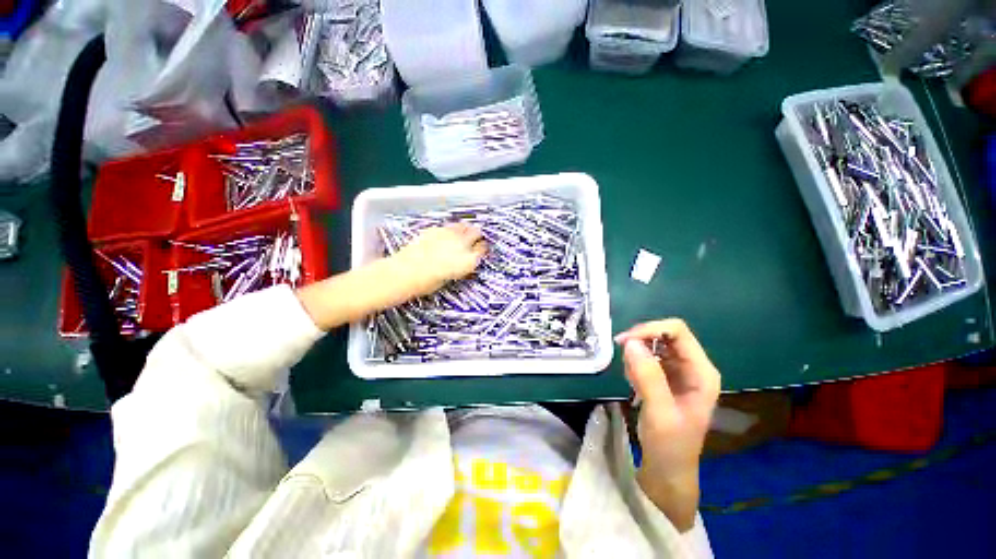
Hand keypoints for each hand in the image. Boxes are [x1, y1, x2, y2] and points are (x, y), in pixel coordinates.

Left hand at [392, 224, 487, 296]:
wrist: (406, 272)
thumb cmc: (428, 283)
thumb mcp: (451, 277)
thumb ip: (460, 265)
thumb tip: (462, 259)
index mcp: (468, 260)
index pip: (483, 248)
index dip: (482, 248)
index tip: (480, 249)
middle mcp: (462, 244)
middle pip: (476, 232)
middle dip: (476, 235)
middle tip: (473, 239)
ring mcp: (449, 234)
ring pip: (463, 225)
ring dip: (465, 229)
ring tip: (461, 234)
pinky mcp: (435, 229)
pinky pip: (448, 226)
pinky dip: (450, 230)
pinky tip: (445, 236)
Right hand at [615, 319, 720, 530]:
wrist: (667, 468)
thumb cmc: (670, 445)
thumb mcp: (660, 412)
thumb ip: (648, 376)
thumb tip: (630, 342)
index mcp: (702, 372)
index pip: (677, 331)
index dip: (650, 329)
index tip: (625, 342)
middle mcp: (692, 366)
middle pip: (664, 334)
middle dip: (641, 340)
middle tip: (622, 356)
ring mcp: (679, 370)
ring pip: (653, 344)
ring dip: (637, 355)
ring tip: (633, 381)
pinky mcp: (665, 376)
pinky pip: (646, 357)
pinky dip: (635, 364)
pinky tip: (635, 385)